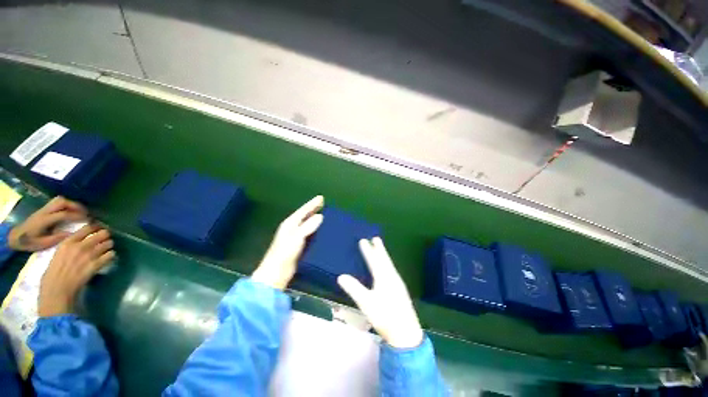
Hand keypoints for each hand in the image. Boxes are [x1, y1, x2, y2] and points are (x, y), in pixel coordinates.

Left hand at [8, 196, 87, 251]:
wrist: (16, 236)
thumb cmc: (30, 242)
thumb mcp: (43, 244)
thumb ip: (57, 238)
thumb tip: (72, 234)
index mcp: (45, 220)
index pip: (63, 214)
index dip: (77, 216)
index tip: (88, 220)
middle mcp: (45, 211)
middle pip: (62, 202)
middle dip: (75, 206)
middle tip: (86, 213)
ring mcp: (44, 209)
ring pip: (60, 200)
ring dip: (71, 204)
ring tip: (80, 211)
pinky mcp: (44, 209)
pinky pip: (57, 202)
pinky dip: (66, 204)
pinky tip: (71, 210)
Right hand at [38, 224, 115, 316]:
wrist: (57, 290)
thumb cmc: (53, 274)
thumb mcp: (58, 254)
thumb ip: (69, 246)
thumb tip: (79, 242)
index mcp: (68, 242)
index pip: (87, 228)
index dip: (95, 227)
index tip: (98, 229)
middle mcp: (80, 246)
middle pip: (102, 233)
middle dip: (105, 235)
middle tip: (105, 238)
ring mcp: (90, 255)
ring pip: (108, 243)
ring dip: (109, 245)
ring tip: (106, 248)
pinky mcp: (96, 264)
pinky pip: (110, 255)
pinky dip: (111, 255)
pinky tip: (108, 257)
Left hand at [252, 196, 323, 289]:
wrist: (276, 272)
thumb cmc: (285, 253)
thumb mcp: (297, 237)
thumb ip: (308, 226)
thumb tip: (320, 216)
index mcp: (290, 223)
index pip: (303, 210)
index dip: (312, 204)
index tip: (321, 198)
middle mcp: (292, 228)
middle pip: (304, 216)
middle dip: (313, 209)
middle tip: (323, 204)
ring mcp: (294, 237)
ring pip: (307, 224)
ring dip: (314, 219)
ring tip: (324, 215)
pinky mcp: (298, 245)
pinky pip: (309, 233)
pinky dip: (315, 230)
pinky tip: (321, 231)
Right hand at [338, 237, 423, 348]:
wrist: (406, 334)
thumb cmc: (385, 316)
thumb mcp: (366, 303)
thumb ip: (354, 289)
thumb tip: (341, 276)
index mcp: (384, 277)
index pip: (374, 260)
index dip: (368, 250)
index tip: (363, 240)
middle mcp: (392, 277)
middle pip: (384, 259)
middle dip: (379, 249)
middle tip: (376, 238)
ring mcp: (398, 283)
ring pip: (389, 264)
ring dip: (384, 255)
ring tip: (380, 250)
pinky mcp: (400, 290)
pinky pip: (391, 270)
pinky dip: (387, 264)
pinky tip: (387, 269)